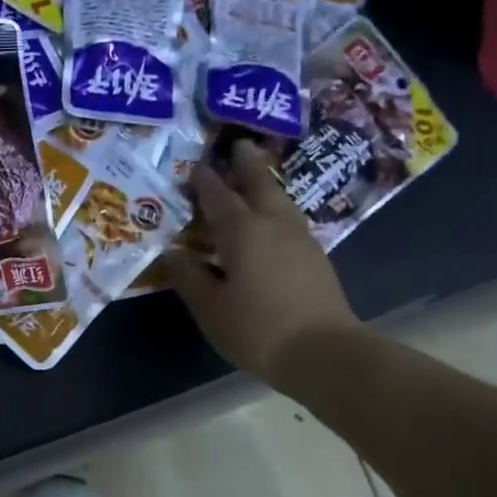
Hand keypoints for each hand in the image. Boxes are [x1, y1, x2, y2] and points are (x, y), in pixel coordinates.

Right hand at [166, 140, 360, 392]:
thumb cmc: (256, 328)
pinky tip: (271, 220)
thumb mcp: (210, 307)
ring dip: (265, 184)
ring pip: (280, 200)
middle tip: (239, 145)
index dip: (205, 181)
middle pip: (259, 185)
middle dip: (246, 165)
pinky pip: (289, 220)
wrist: (322, 351)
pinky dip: (276, 209)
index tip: (194, 165)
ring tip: (255, 177)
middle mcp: (274, 225)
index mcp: (243, 232)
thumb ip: (190, 277)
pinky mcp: (315, 257)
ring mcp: (300, 239)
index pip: (219, 197)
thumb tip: (174, 253)